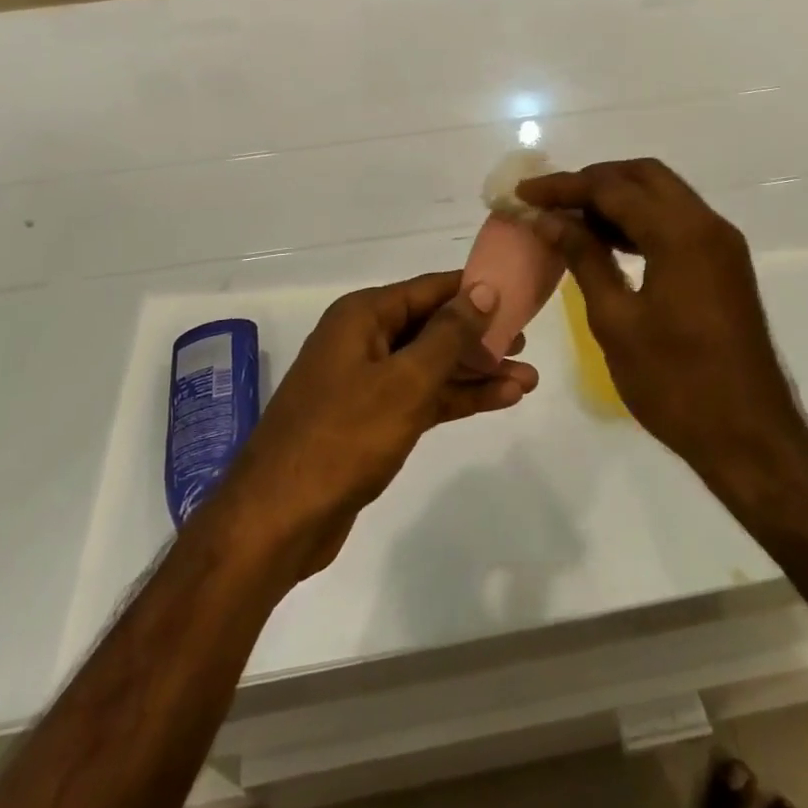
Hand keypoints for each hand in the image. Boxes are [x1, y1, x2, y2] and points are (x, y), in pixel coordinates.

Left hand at [213, 272, 538, 579]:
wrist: (278, 518)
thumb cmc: (344, 437)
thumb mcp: (405, 381)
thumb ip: (448, 334)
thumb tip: (483, 290)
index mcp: (364, 315)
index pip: (430, 289)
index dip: (475, 290)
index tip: (519, 293)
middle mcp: (364, 339)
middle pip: (433, 327)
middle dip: (480, 336)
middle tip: (527, 342)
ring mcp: (366, 381)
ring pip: (431, 365)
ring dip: (476, 372)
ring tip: (528, 379)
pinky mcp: (371, 419)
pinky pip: (422, 396)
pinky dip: (456, 398)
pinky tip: (499, 400)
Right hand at [518, 160, 807, 495]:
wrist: (750, 438)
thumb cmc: (676, 383)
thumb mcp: (616, 320)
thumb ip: (584, 258)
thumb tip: (551, 219)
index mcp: (681, 234)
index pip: (612, 187)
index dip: (564, 187)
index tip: (523, 194)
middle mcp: (707, 225)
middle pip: (644, 176)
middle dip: (593, 181)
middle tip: (550, 200)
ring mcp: (721, 245)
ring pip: (662, 196)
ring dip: (617, 199)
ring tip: (569, 219)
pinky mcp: (723, 266)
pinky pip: (676, 222)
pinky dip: (639, 221)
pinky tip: (606, 242)